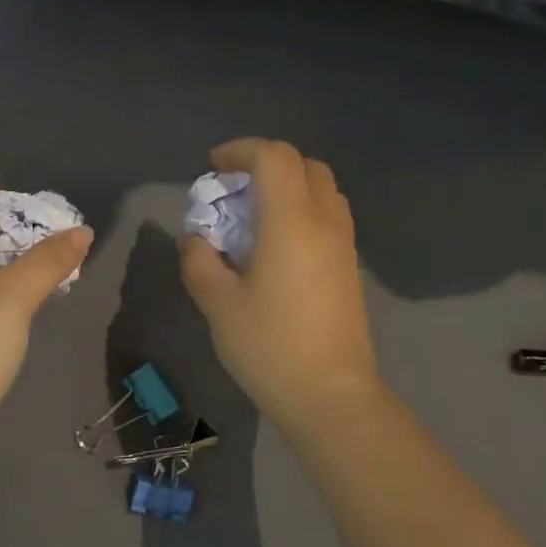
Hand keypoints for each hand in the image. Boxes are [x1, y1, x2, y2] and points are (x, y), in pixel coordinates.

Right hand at [180, 138, 381, 428]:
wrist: (330, 396)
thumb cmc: (269, 346)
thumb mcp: (217, 304)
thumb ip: (198, 261)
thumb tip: (196, 239)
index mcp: (291, 222)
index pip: (274, 158)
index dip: (241, 151)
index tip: (214, 167)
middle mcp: (324, 222)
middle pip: (304, 165)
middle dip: (266, 164)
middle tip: (233, 189)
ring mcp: (343, 244)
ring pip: (322, 189)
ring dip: (288, 186)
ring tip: (254, 215)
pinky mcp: (349, 267)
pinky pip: (328, 215)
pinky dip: (302, 209)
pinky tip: (276, 244)